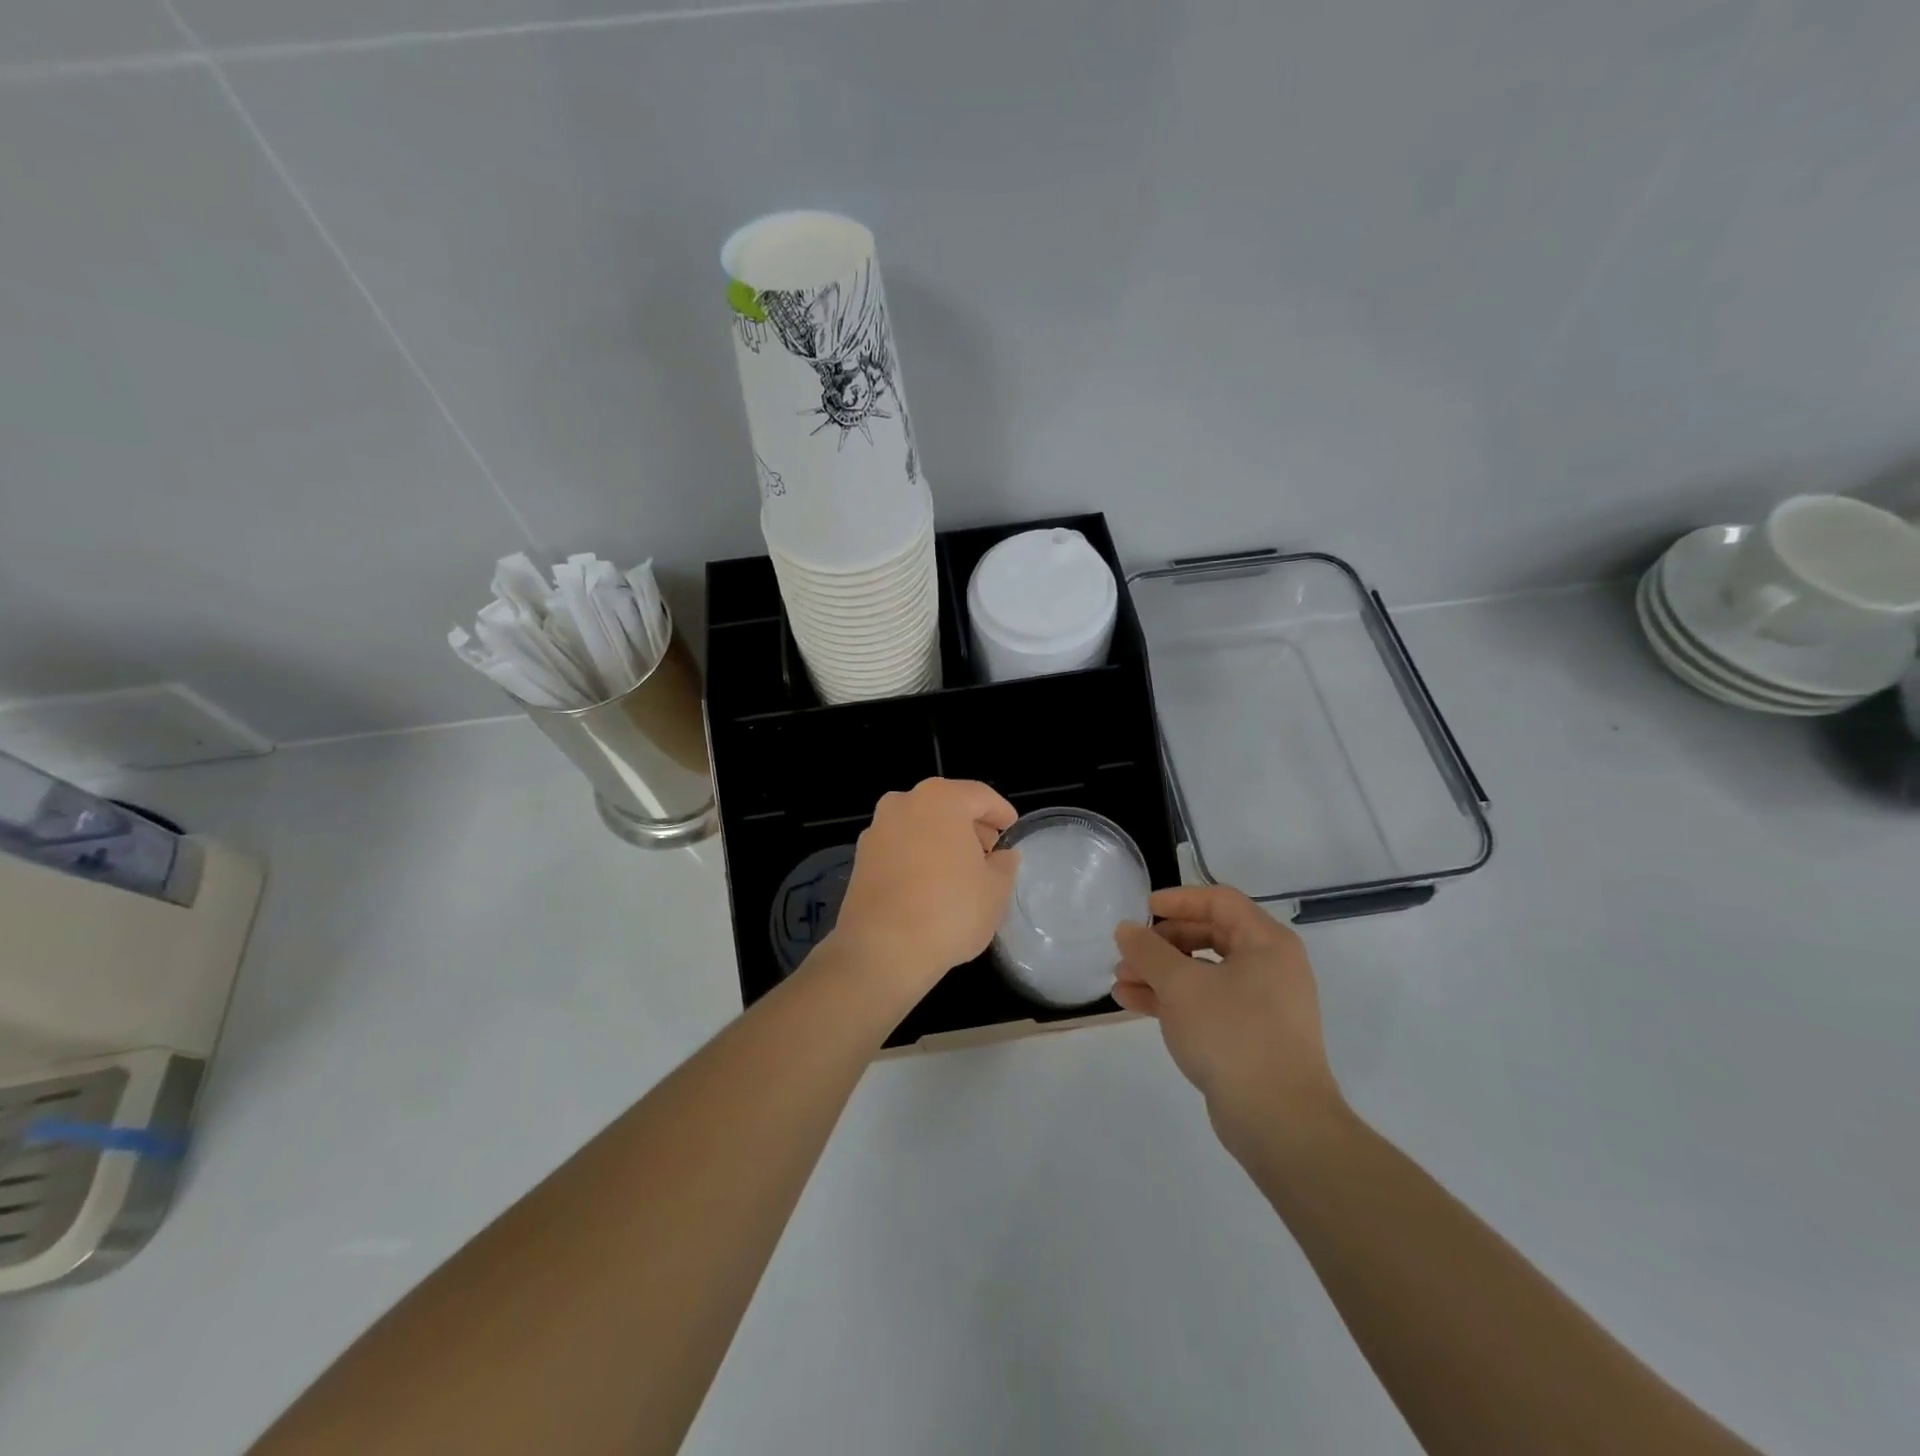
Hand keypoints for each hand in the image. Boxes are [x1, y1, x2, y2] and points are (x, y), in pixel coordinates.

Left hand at [829, 778, 1019, 1000]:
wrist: (882, 950)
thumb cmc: (949, 911)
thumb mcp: (995, 889)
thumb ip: (1004, 864)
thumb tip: (1002, 857)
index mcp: (941, 799)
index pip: (980, 796)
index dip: (1001, 813)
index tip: (1012, 831)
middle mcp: (903, 803)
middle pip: (947, 806)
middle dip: (970, 826)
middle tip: (989, 852)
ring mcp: (877, 829)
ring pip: (919, 825)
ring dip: (941, 840)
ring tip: (960, 871)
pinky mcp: (860, 858)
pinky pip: (899, 847)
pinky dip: (917, 856)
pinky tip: (930, 885)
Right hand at [1113, 886, 1342, 1158]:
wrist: (1279, 1121)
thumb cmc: (1232, 1034)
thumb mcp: (1180, 985)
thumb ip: (1148, 951)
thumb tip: (1126, 929)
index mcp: (1266, 942)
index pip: (1219, 901)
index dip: (1178, 900)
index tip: (1141, 910)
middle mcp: (1270, 967)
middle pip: (1209, 935)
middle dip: (1162, 943)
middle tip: (1129, 951)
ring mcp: (1261, 1004)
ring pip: (1203, 973)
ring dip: (1160, 973)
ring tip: (1120, 981)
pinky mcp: (1249, 1036)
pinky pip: (1206, 1003)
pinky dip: (1172, 1000)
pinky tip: (1132, 1003)